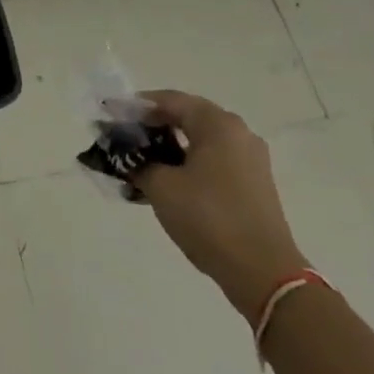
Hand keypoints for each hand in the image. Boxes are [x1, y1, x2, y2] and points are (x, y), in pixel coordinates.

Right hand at [133, 89, 308, 316]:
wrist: (264, 273)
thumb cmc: (209, 218)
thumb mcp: (162, 187)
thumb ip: (138, 161)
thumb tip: (126, 154)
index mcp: (218, 124)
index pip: (169, 100)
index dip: (136, 106)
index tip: (110, 115)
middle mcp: (238, 133)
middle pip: (187, 117)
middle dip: (152, 126)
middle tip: (123, 139)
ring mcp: (250, 160)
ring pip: (200, 142)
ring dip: (169, 148)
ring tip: (139, 164)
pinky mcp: (254, 184)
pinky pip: (213, 162)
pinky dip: (187, 165)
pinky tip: (166, 183)